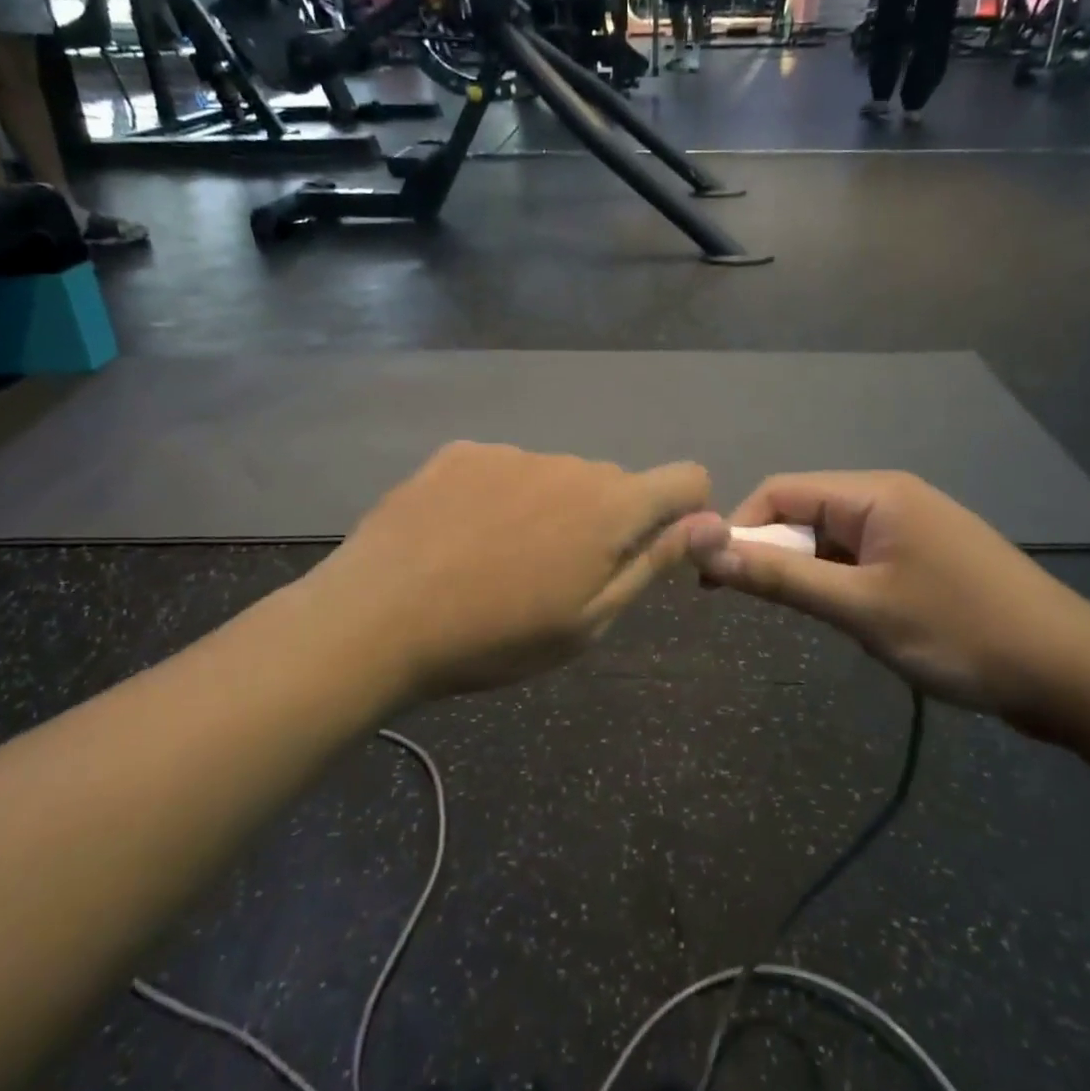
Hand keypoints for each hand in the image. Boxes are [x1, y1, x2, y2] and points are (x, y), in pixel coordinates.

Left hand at [303, 442, 711, 699]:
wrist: (377, 619)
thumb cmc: (495, 637)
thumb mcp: (588, 620)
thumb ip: (653, 563)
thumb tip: (712, 522)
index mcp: (610, 506)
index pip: (685, 478)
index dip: (686, 511)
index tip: (655, 551)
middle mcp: (568, 464)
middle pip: (615, 483)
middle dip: (608, 521)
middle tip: (560, 575)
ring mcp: (509, 452)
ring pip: (557, 477)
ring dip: (551, 509)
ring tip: (500, 561)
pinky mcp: (460, 452)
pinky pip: (505, 469)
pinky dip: (501, 497)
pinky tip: (461, 537)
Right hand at [684, 472, 1089, 728]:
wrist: (1074, 677)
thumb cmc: (961, 633)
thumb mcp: (862, 609)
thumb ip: (782, 580)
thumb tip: (709, 554)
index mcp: (875, 494)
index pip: (781, 491)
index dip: (740, 529)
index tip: (715, 578)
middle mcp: (889, 498)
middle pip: (804, 512)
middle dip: (773, 554)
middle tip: (757, 606)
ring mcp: (910, 529)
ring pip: (830, 539)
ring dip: (807, 572)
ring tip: (812, 619)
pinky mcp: (923, 558)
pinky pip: (859, 559)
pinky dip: (838, 583)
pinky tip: (847, 618)